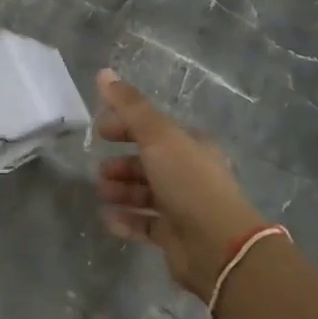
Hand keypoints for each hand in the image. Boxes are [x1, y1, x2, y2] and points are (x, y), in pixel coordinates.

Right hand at [94, 68, 267, 300]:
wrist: (218, 246)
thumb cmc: (189, 182)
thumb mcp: (158, 136)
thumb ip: (129, 106)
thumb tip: (103, 72)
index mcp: (191, 146)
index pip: (153, 129)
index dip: (125, 127)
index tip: (99, 131)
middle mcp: (189, 173)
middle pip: (148, 162)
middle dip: (121, 163)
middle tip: (99, 169)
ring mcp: (183, 206)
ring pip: (145, 193)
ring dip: (121, 191)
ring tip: (102, 193)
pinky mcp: (175, 236)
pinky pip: (145, 224)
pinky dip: (126, 220)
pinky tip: (109, 219)